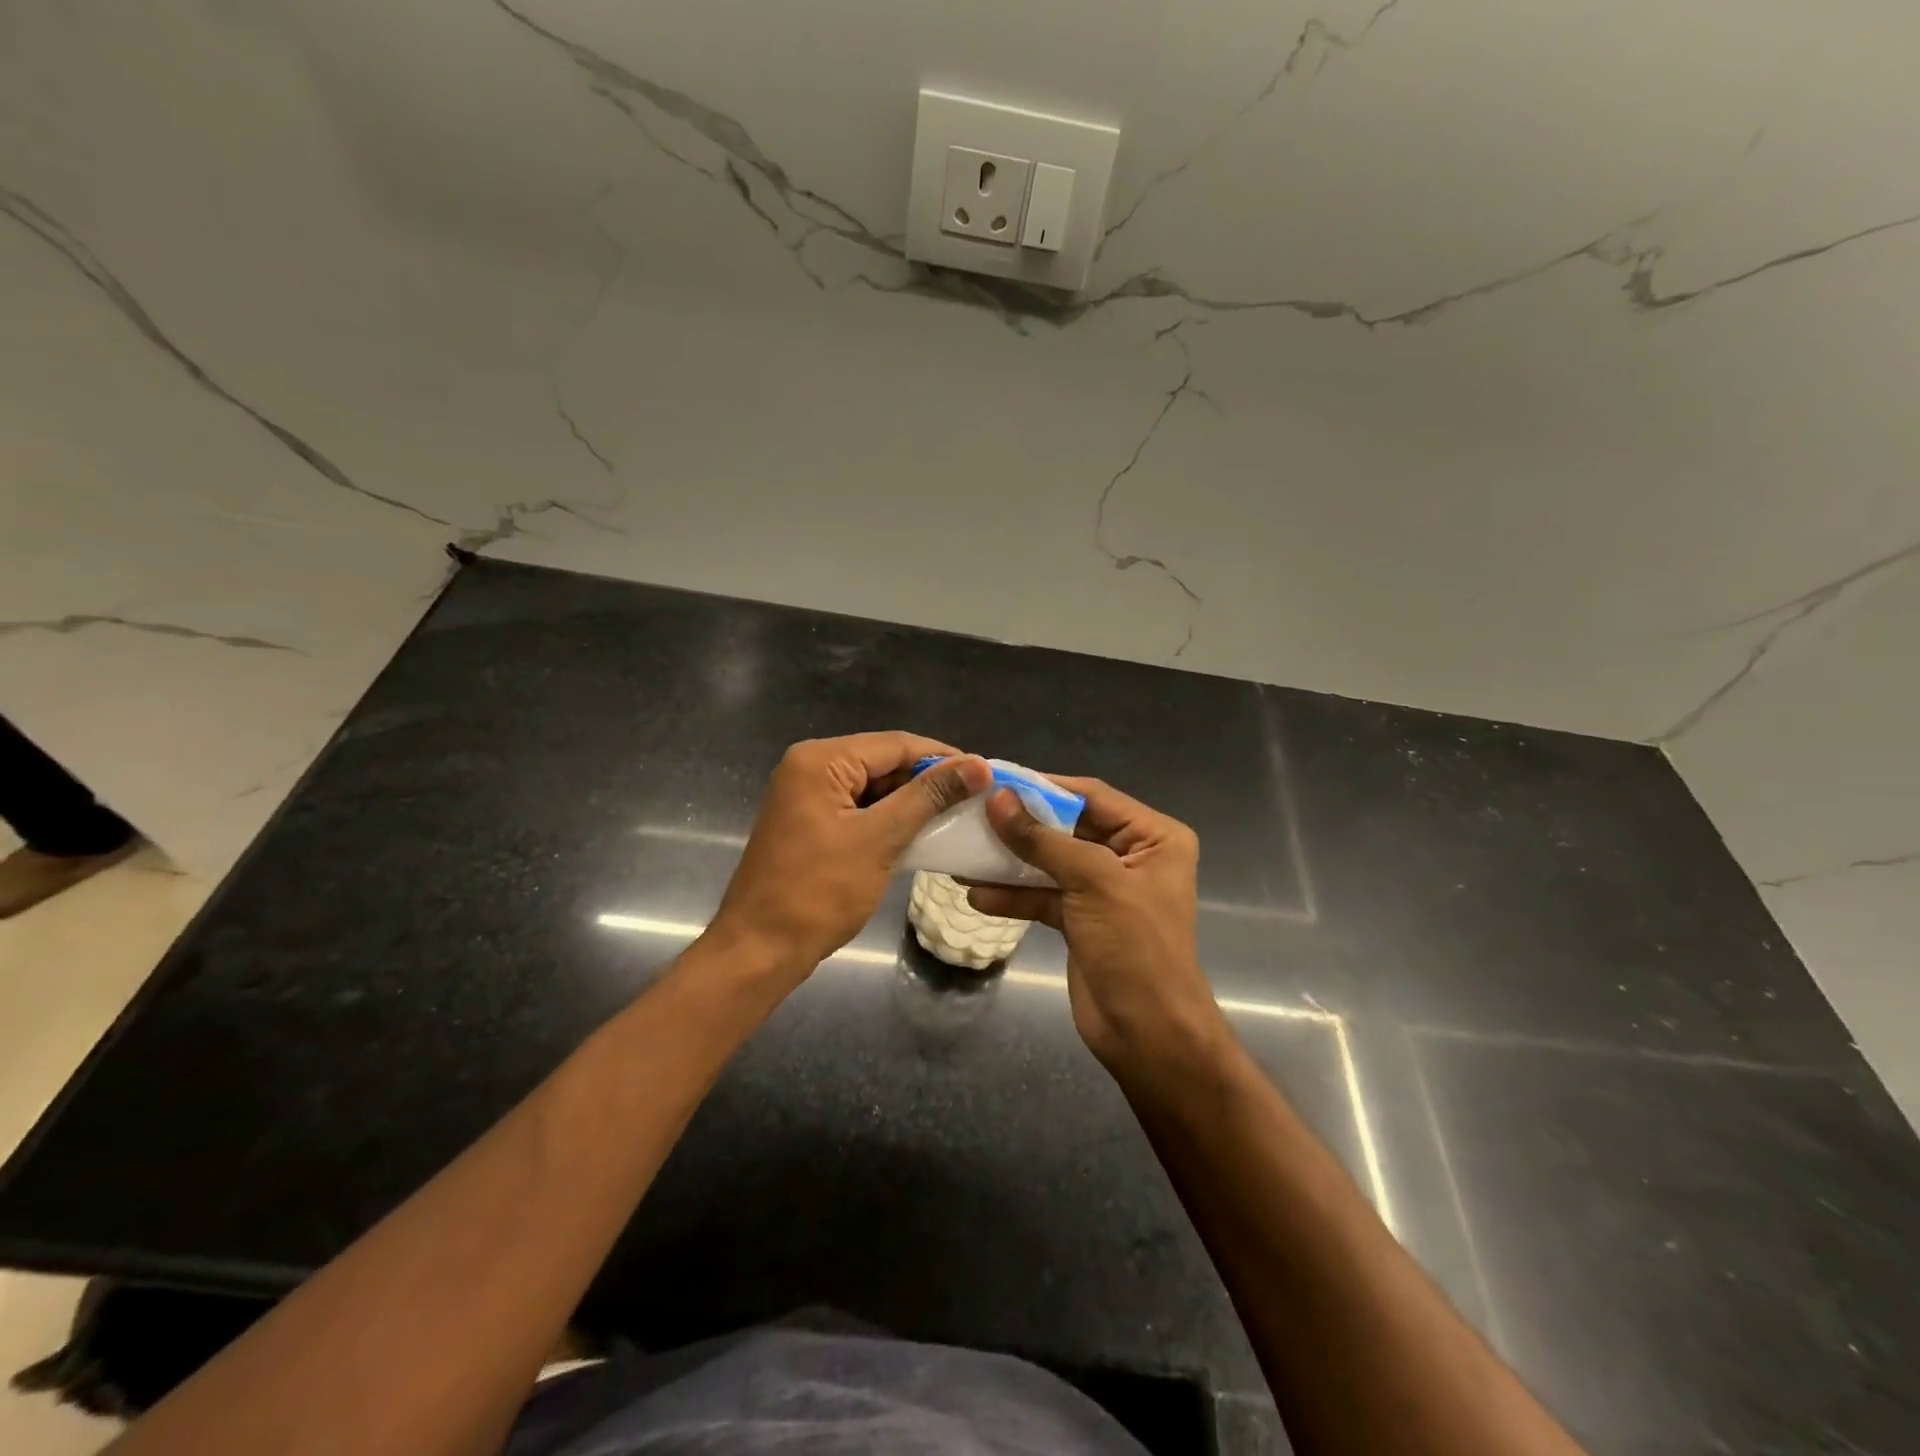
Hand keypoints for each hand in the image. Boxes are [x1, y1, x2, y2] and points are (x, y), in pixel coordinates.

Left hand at [708, 733, 990, 982]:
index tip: (985, 775)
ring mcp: (807, 795)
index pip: (895, 744)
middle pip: (883, 761)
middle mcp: (810, 767)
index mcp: (820, 760)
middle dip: (928, 780)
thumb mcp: (880, 839)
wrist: (759, 950)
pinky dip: (889, 819)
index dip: (942, 757)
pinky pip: (859, 808)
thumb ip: (929, 796)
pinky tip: (922, 833)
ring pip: (873, 786)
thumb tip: (978, 765)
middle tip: (975, 799)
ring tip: (957, 815)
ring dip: (911, 801)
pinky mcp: (810, 822)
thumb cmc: (818, 892)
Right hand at [967, 779, 1226, 1073]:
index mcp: (1153, 837)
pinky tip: (977, 895)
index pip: (1092, 796)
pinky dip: (1014, 895)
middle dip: (1021, 825)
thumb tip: (997, 799)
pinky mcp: (1082, 919)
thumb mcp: (1093, 882)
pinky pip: (1044, 896)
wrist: (1148, 1036)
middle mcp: (1131, 856)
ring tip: (964, 853)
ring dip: (1010, 861)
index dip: (1043, 786)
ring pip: (1050, 862)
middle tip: (972, 813)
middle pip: (1067, 827)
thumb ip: (1041, 840)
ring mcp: (1104, 889)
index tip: (995, 779)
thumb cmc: (1135, 948)